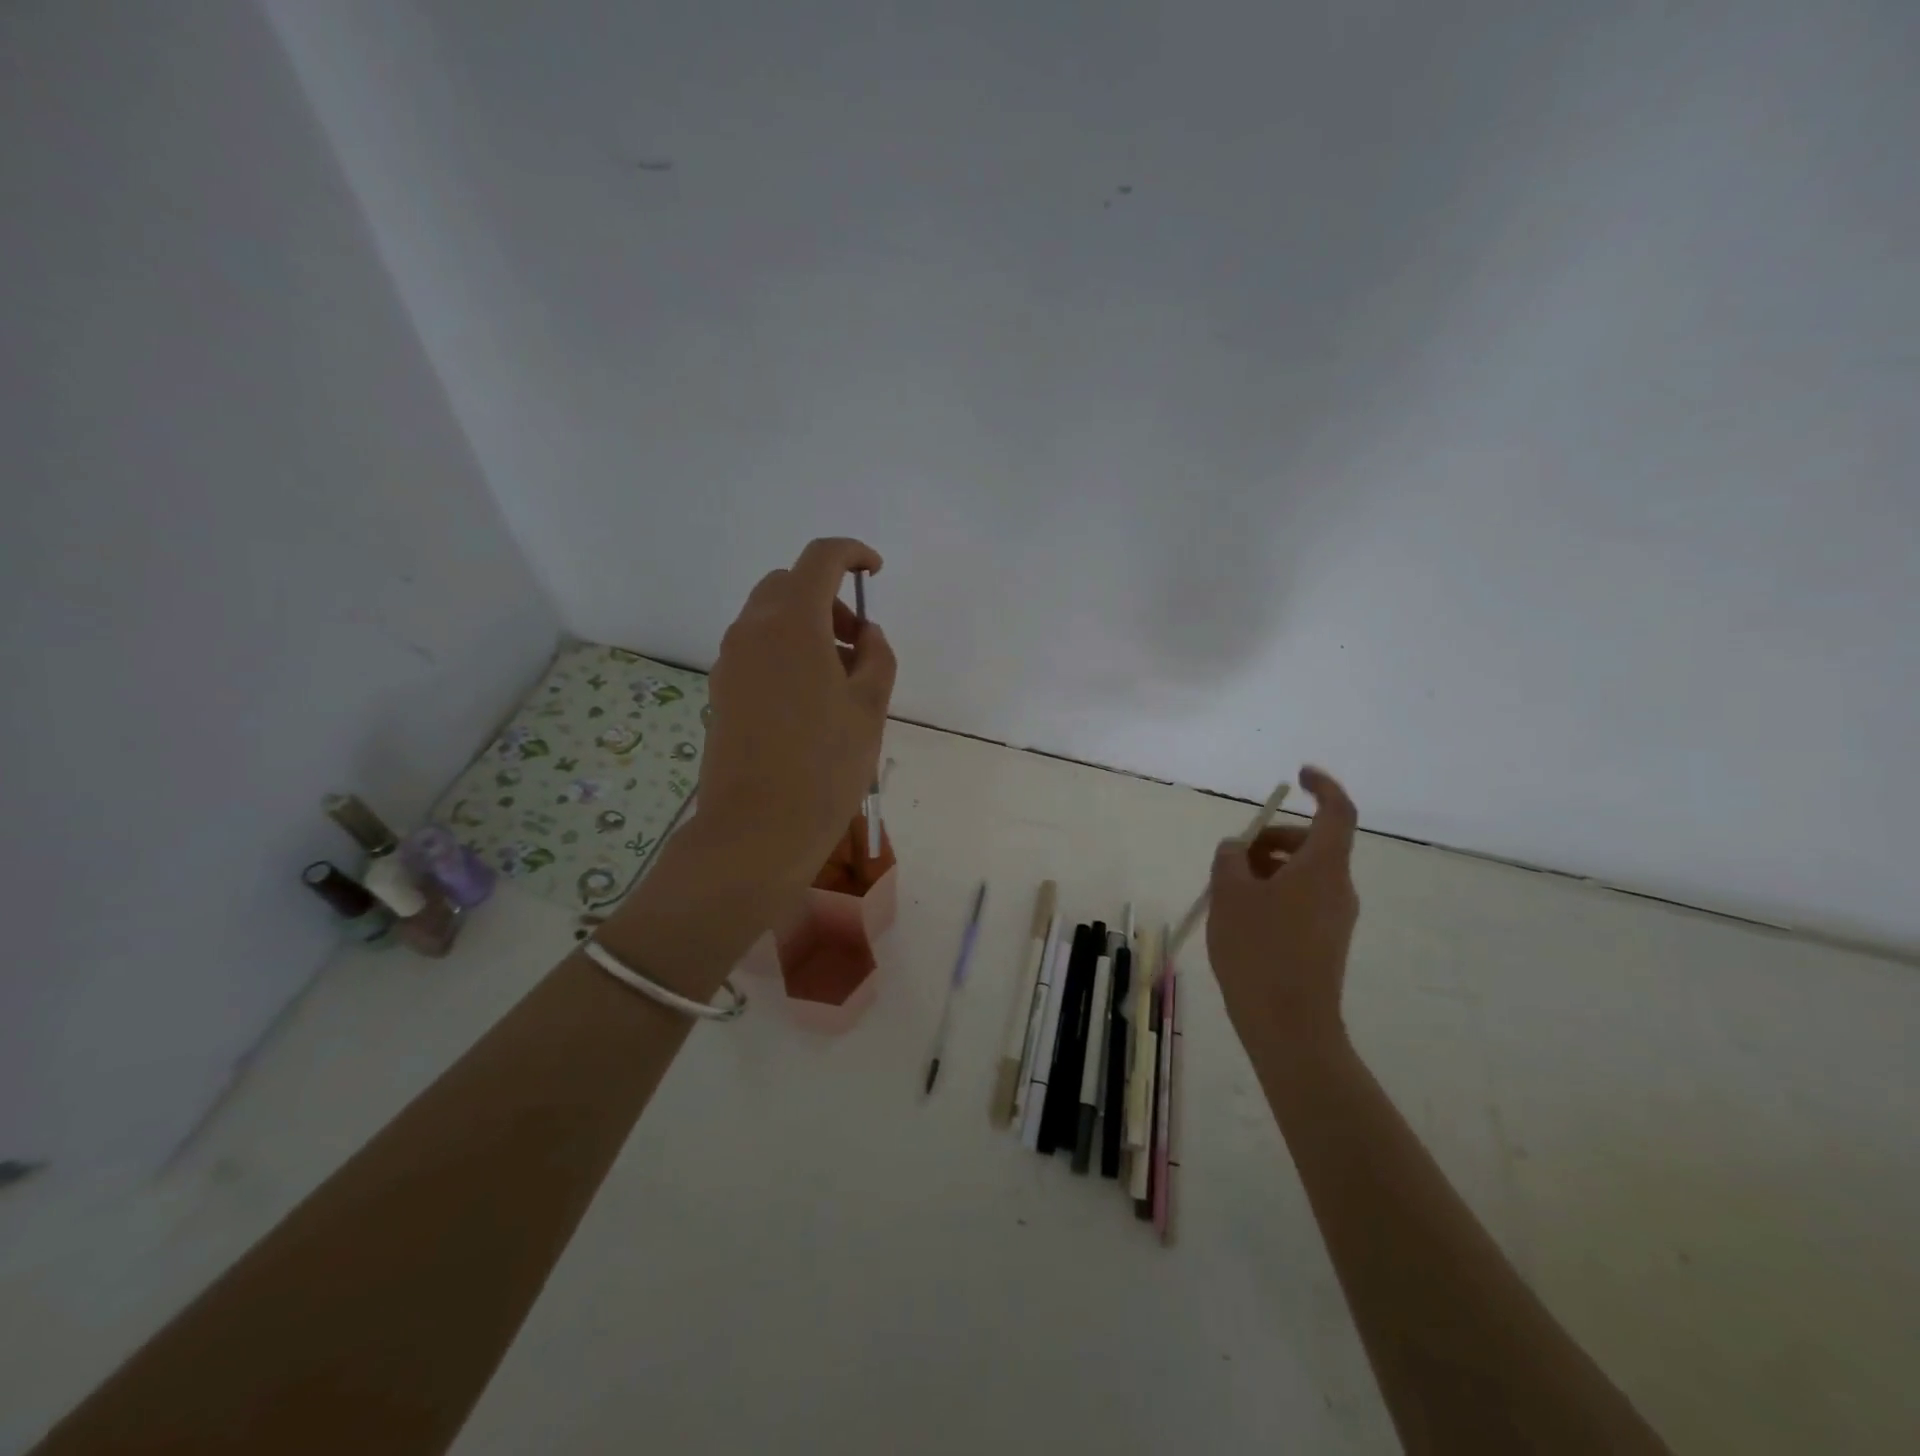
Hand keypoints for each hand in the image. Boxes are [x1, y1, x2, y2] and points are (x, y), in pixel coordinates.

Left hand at [694, 537, 896, 893]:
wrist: (756, 829)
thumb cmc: (825, 766)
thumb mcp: (870, 708)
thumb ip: (877, 657)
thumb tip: (866, 635)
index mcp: (793, 624)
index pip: (820, 559)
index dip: (852, 553)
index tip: (874, 571)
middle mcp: (752, 630)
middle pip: (789, 585)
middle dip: (828, 598)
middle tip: (859, 644)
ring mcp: (730, 661)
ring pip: (770, 617)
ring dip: (807, 626)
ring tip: (840, 679)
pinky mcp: (721, 690)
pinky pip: (756, 649)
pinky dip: (786, 651)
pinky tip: (809, 700)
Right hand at [1207, 766, 1360, 1049]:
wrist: (1289, 1026)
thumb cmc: (1258, 951)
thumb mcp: (1230, 894)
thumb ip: (1230, 859)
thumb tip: (1237, 848)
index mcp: (1323, 867)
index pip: (1338, 811)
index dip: (1322, 786)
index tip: (1298, 775)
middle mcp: (1338, 887)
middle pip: (1312, 844)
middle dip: (1272, 839)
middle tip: (1233, 856)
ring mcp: (1336, 917)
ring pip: (1304, 873)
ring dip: (1268, 868)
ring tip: (1228, 892)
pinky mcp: (1326, 941)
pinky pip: (1302, 899)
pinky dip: (1275, 893)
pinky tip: (1242, 918)